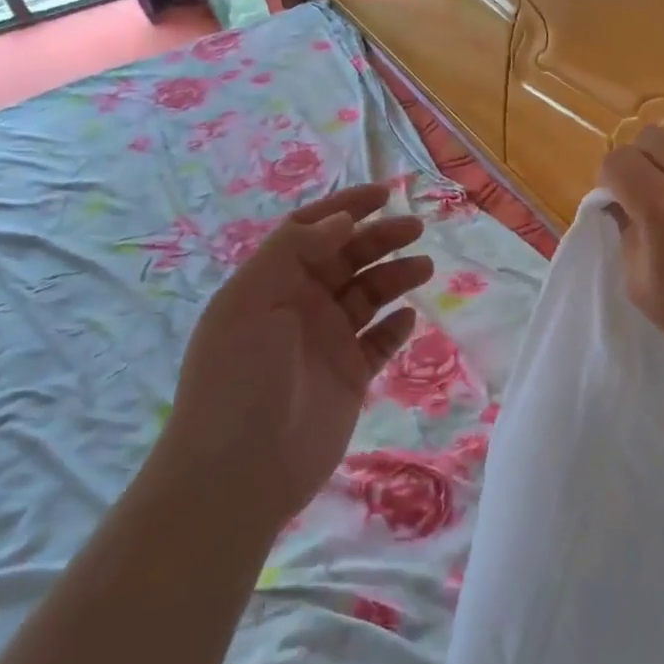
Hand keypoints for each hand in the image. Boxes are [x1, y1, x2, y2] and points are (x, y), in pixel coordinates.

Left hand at [167, 184, 432, 529]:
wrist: (241, 470)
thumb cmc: (239, 376)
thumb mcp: (250, 301)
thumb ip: (293, 251)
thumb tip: (340, 220)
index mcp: (272, 282)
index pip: (311, 231)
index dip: (346, 207)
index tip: (384, 193)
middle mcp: (300, 306)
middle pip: (347, 259)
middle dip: (381, 239)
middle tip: (416, 229)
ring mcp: (327, 342)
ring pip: (369, 296)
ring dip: (396, 277)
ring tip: (424, 267)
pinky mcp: (350, 376)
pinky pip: (379, 342)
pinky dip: (396, 327)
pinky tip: (408, 318)